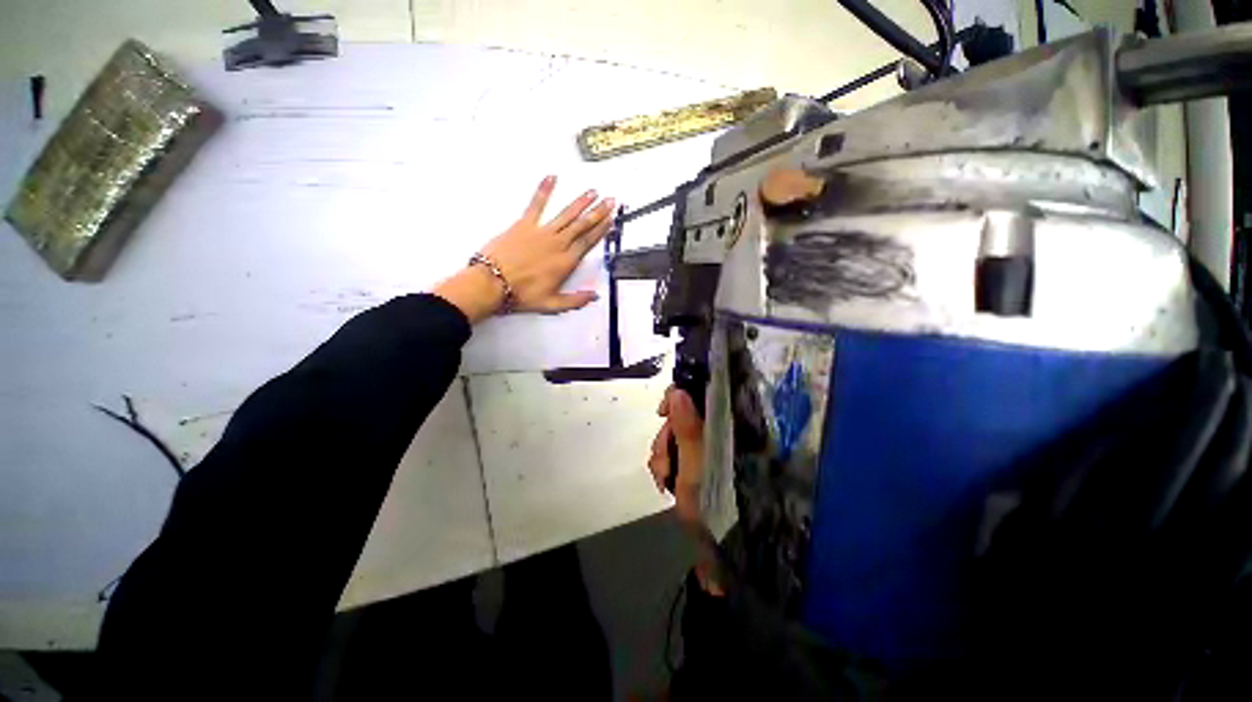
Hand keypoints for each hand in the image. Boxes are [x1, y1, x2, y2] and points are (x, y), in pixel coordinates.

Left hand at [432, 176, 615, 322]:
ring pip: (566, 214)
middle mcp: (558, 244)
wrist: (493, 283)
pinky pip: (536, 204)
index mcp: (566, 262)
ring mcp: (541, 232)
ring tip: (593, 192)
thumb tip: (595, 296)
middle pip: (582, 225)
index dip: (601, 230)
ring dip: (581, 202)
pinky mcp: (524, 224)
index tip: (611, 220)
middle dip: (598, 212)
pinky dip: (544, 190)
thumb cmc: (523, 295)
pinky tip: (552, 178)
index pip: (588, 242)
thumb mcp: (552, 304)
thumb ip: (575, 301)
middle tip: (610, 200)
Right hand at [650, 386, 723, 594]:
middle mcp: (715, 435)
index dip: (678, 397)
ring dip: (662, 454)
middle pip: (681, 416)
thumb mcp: (698, 465)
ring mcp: (704, 451)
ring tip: (665, 479)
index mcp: (724, 429)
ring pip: (673, 436)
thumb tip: (678, 391)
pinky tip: (664, 482)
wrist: (720, 549)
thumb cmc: (714, 503)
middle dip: (665, 436)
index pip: (702, 396)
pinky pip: (672, 454)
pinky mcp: (695, 466)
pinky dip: (663, 466)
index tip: (662, 411)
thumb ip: (687, 428)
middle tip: (664, 460)